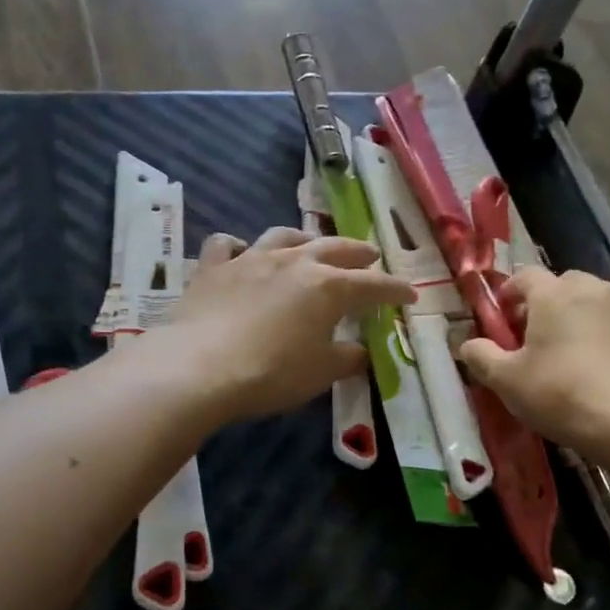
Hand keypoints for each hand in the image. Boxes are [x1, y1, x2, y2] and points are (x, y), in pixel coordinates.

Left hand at [164, 227, 414, 422]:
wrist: (199, 367)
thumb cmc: (271, 373)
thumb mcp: (320, 373)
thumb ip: (346, 359)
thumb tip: (361, 352)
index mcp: (328, 287)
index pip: (373, 285)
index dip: (394, 290)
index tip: (410, 296)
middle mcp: (293, 262)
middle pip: (334, 248)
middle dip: (357, 252)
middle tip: (371, 255)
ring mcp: (251, 259)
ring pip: (284, 235)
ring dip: (304, 238)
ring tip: (312, 245)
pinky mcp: (213, 268)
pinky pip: (227, 245)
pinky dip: (239, 247)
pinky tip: (242, 253)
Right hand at [458, 268, 609, 454]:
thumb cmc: (562, 395)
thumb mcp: (507, 382)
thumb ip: (481, 357)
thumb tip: (467, 344)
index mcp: (554, 294)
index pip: (525, 276)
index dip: (509, 294)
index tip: (502, 321)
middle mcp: (594, 290)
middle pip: (563, 285)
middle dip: (546, 305)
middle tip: (535, 340)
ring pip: (594, 304)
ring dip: (578, 320)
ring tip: (570, 357)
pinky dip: (606, 338)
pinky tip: (602, 372)